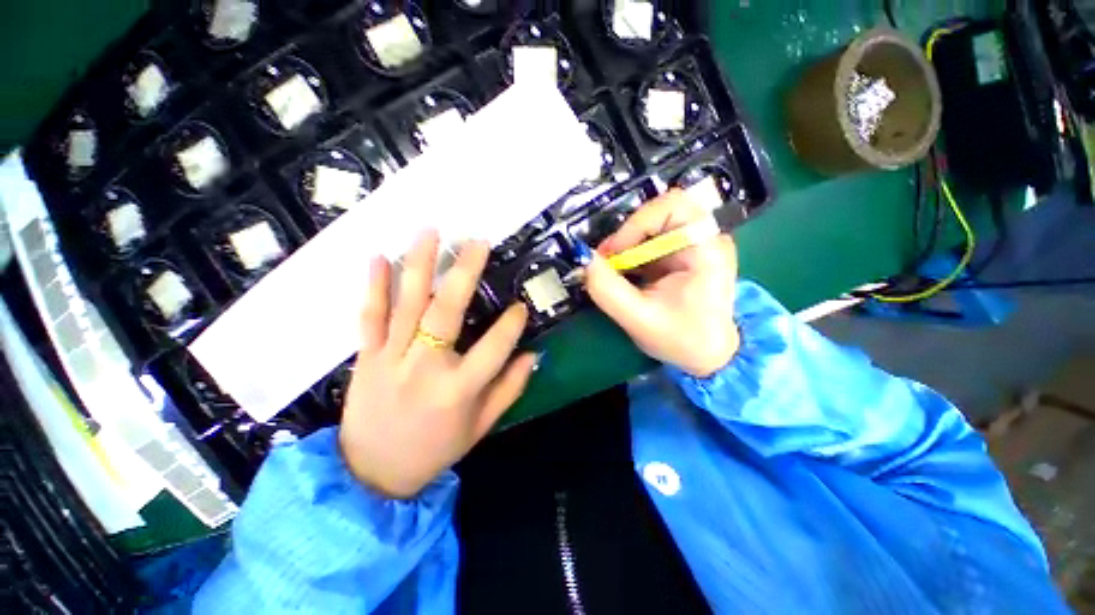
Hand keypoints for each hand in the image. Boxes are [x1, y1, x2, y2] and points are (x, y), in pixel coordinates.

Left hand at [338, 231, 537, 498]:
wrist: (371, 475)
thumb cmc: (435, 450)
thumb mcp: (481, 426)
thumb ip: (510, 388)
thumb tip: (534, 354)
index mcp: (458, 390)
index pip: (495, 346)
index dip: (512, 324)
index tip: (521, 305)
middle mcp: (425, 367)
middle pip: (447, 311)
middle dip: (465, 272)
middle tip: (478, 241)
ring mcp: (390, 358)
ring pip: (406, 303)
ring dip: (419, 264)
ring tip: (430, 231)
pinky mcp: (365, 357)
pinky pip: (369, 316)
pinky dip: (373, 286)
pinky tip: (378, 256)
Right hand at [585, 189, 739, 377]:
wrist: (706, 355)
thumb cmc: (681, 340)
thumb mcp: (638, 319)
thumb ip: (607, 289)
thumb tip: (582, 258)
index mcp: (706, 249)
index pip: (674, 205)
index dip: (638, 222)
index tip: (616, 251)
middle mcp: (704, 238)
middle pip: (659, 212)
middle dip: (627, 234)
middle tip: (607, 260)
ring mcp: (692, 244)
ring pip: (650, 226)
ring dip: (625, 245)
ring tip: (611, 271)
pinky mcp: (679, 253)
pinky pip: (649, 241)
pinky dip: (629, 254)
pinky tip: (622, 274)